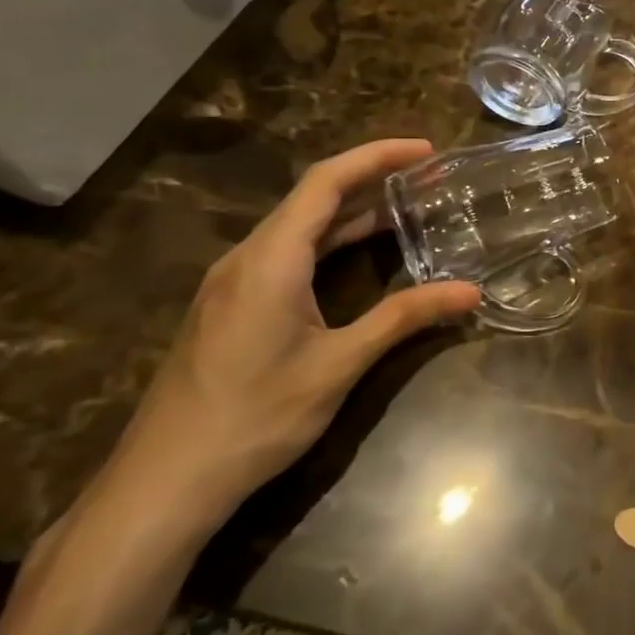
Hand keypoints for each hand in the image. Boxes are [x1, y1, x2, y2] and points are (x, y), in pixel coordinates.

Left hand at [102, 140, 481, 531]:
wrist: (164, 484)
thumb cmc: (255, 417)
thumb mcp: (339, 365)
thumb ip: (404, 318)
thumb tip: (470, 291)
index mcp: (270, 260)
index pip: (326, 182)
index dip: (377, 157)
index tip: (426, 151)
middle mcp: (247, 258)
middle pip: (312, 198)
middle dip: (370, 179)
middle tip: (427, 178)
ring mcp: (233, 283)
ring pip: (298, 227)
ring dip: (351, 212)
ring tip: (406, 207)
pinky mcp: (231, 307)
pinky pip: (286, 253)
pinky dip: (329, 241)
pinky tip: (358, 255)